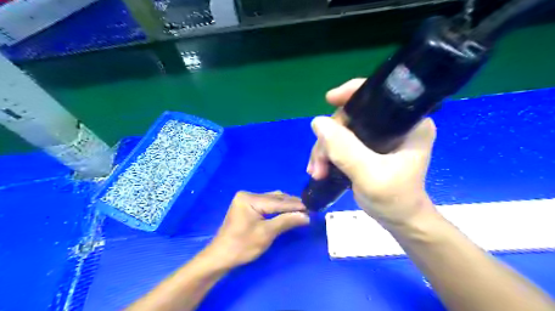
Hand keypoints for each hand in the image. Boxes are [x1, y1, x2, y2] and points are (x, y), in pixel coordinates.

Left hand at [204, 192, 310, 266]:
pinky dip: (278, 207)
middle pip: (275, 198)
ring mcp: (246, 199)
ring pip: (272, 199)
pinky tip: (287, 211)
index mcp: (250, 199)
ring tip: (301, 210)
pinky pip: (266, 203)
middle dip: (291, 204)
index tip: (312, 208)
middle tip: (309, 209)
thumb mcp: (266, 234)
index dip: (295, 205)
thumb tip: (306, 216)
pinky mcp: (247, 205)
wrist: (221, 256)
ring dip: (286, 205)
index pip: (277, 201)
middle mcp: (248, 194)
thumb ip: (286, 221)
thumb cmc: (242, 246)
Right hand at [307, 78, 438, 225]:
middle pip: (351, 116)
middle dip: (329, 138)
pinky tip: (319, 169)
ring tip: (316, 172)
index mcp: (407, 123)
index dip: (351, 93)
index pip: (377, 95)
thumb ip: (345, 149)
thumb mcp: (370, 175)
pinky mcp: (368, 148)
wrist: (400, 221)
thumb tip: (317, 122)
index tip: (329, 99)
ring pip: (342, 131)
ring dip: (324, 150)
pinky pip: (341, 142)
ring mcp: (379, 137)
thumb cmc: (395, 200)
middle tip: (318, 164)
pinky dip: (328, 154)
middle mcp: (393, 124)